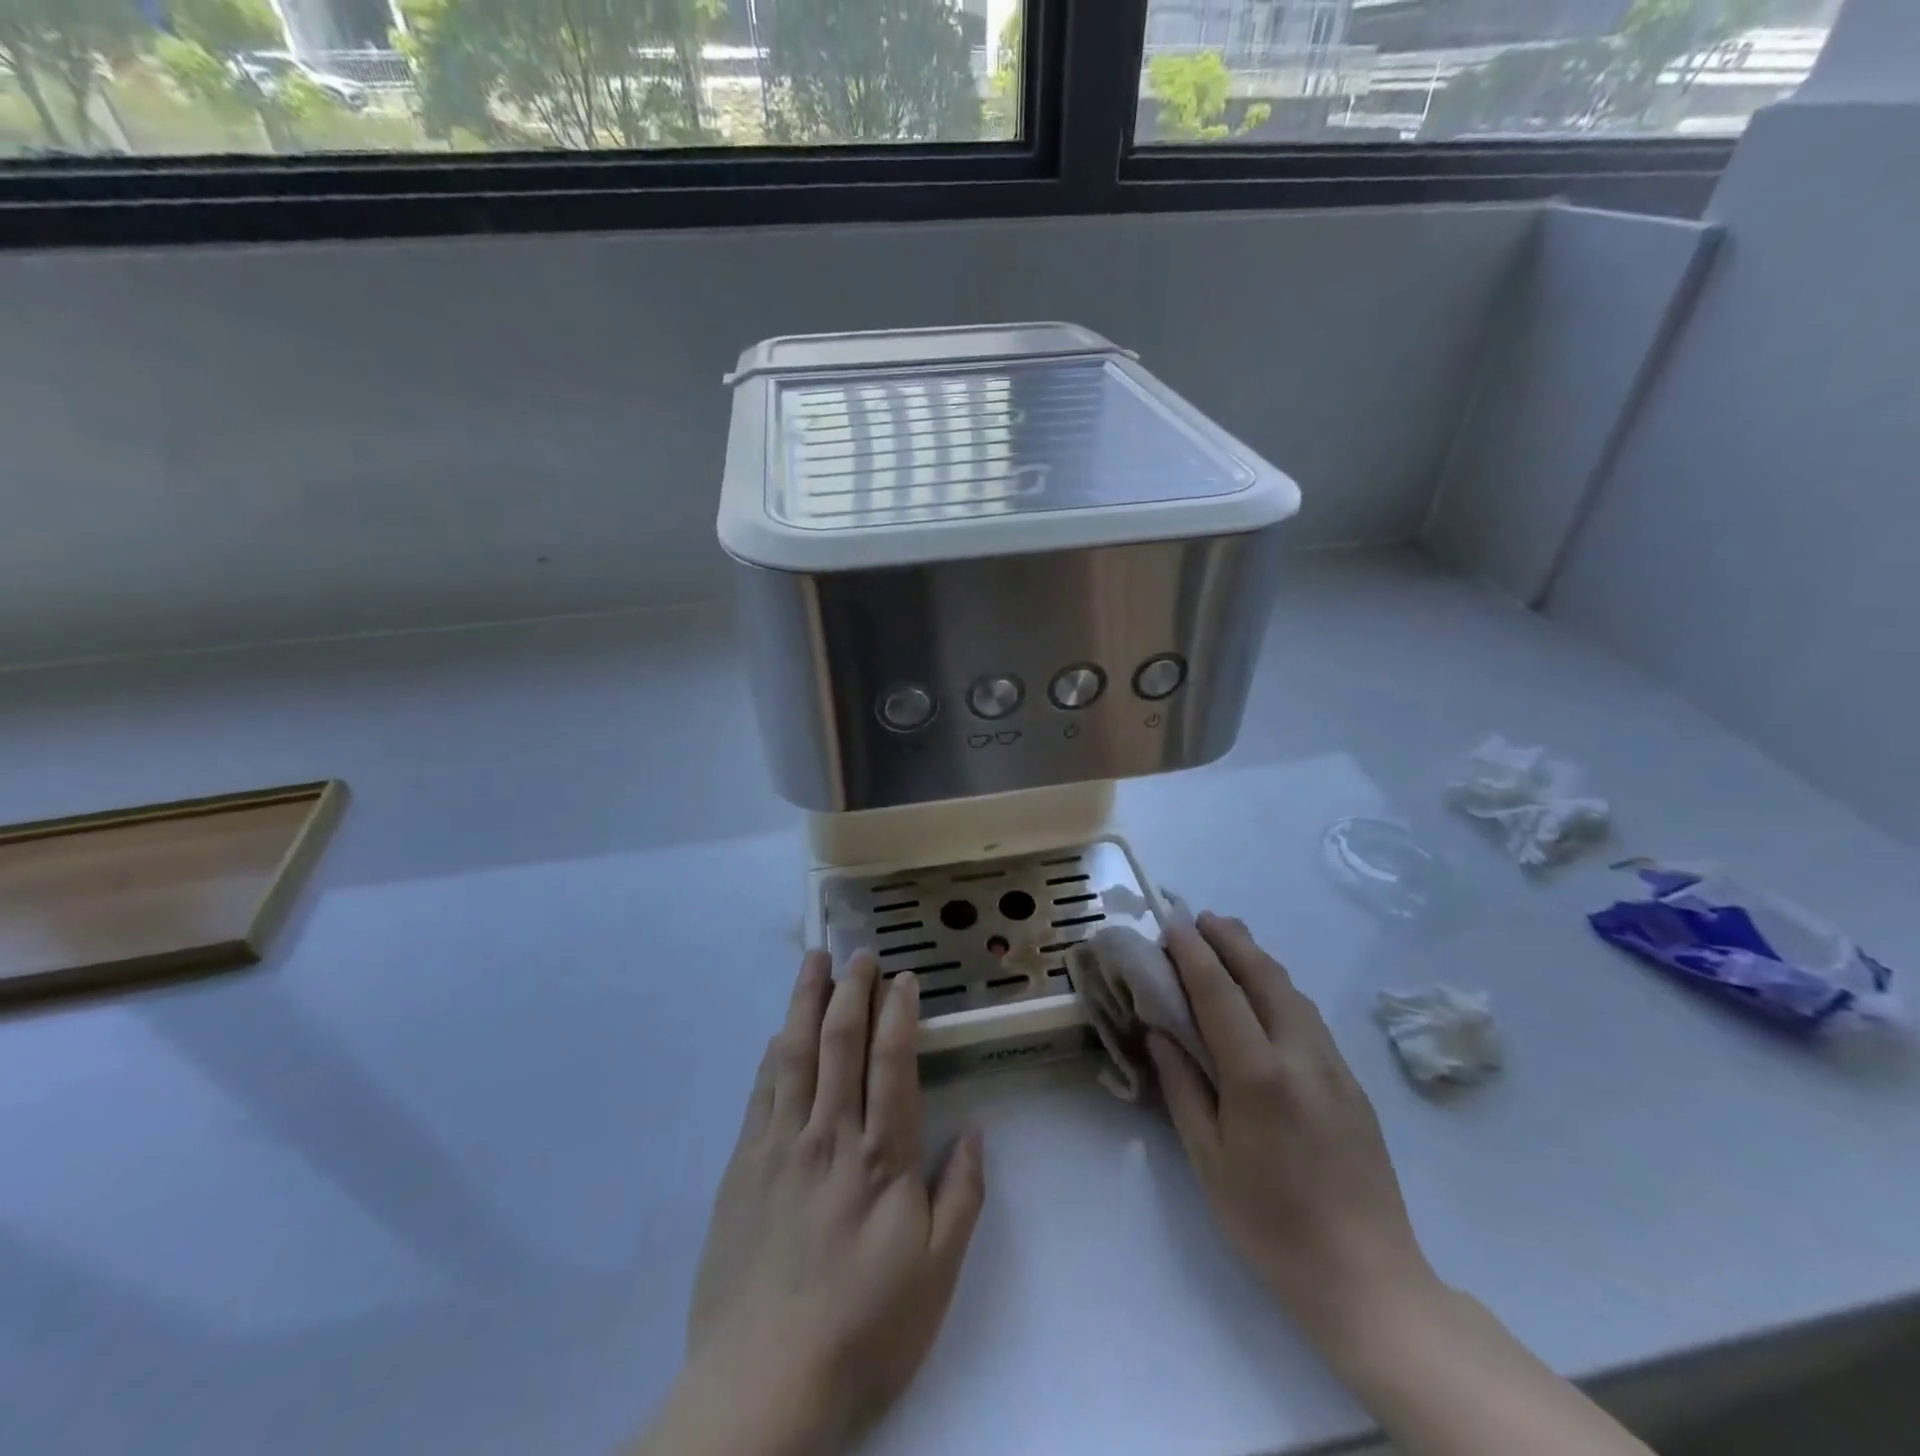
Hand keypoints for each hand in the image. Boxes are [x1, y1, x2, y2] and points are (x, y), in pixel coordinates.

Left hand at [641, 951, 985, 1455]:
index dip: (898, 1013)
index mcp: (882, 1157)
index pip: (892, 1062)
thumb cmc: (864, 1329)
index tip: (903, 978)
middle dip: (852, 990)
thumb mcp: (937, 1274)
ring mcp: (782, 1145)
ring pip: (796, 1054)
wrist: (763, 1385)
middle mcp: (831, 1135)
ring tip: (814, 961)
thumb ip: (962, 1196)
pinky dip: (773, 1053)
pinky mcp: (744, 1165)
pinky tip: (779, 1031)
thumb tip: (977, 1130)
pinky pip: (761, 1091)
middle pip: (841, 1043)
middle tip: (859, 953)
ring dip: (807, 1002)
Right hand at [1146, 913, 1437, 1341]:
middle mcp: (1301, 1057)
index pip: (1219, 993)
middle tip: (1200, 918)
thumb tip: (1161, 1032)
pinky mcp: (1353, 1085)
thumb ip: (1183, 1086)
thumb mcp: (1208, 1160)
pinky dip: (1279, 990)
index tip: (1171, 923)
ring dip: (1258, 959)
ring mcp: (1334, 1068)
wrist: (1368, 1280)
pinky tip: (1265, 997)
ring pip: (1293, 992)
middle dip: (1231, 940)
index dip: (1192, 953)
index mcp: (1259, 1076)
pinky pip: (1309, 1018)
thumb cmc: (1271, 1224)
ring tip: (1228, 943)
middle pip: (1265, 977)